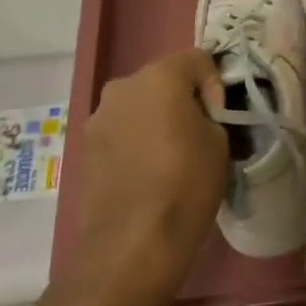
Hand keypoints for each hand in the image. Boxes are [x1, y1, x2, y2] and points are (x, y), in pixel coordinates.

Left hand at [64, 49, 228, 305]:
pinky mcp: (85, 148)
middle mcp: (123, 86)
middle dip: (183, 100)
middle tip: (198, 137)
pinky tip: (146, 175)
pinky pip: (121, 131)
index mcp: (159, 76)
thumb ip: (211, 114)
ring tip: (170, 160)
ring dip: (156, 121)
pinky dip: (135, 142)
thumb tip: (200, 115)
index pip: (198, 59)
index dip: (215, 85)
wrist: (131, 246)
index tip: (220, 120)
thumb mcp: (219, 144)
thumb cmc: (185, 186)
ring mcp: (98, 117)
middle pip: (163, 80)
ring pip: (139, 106)